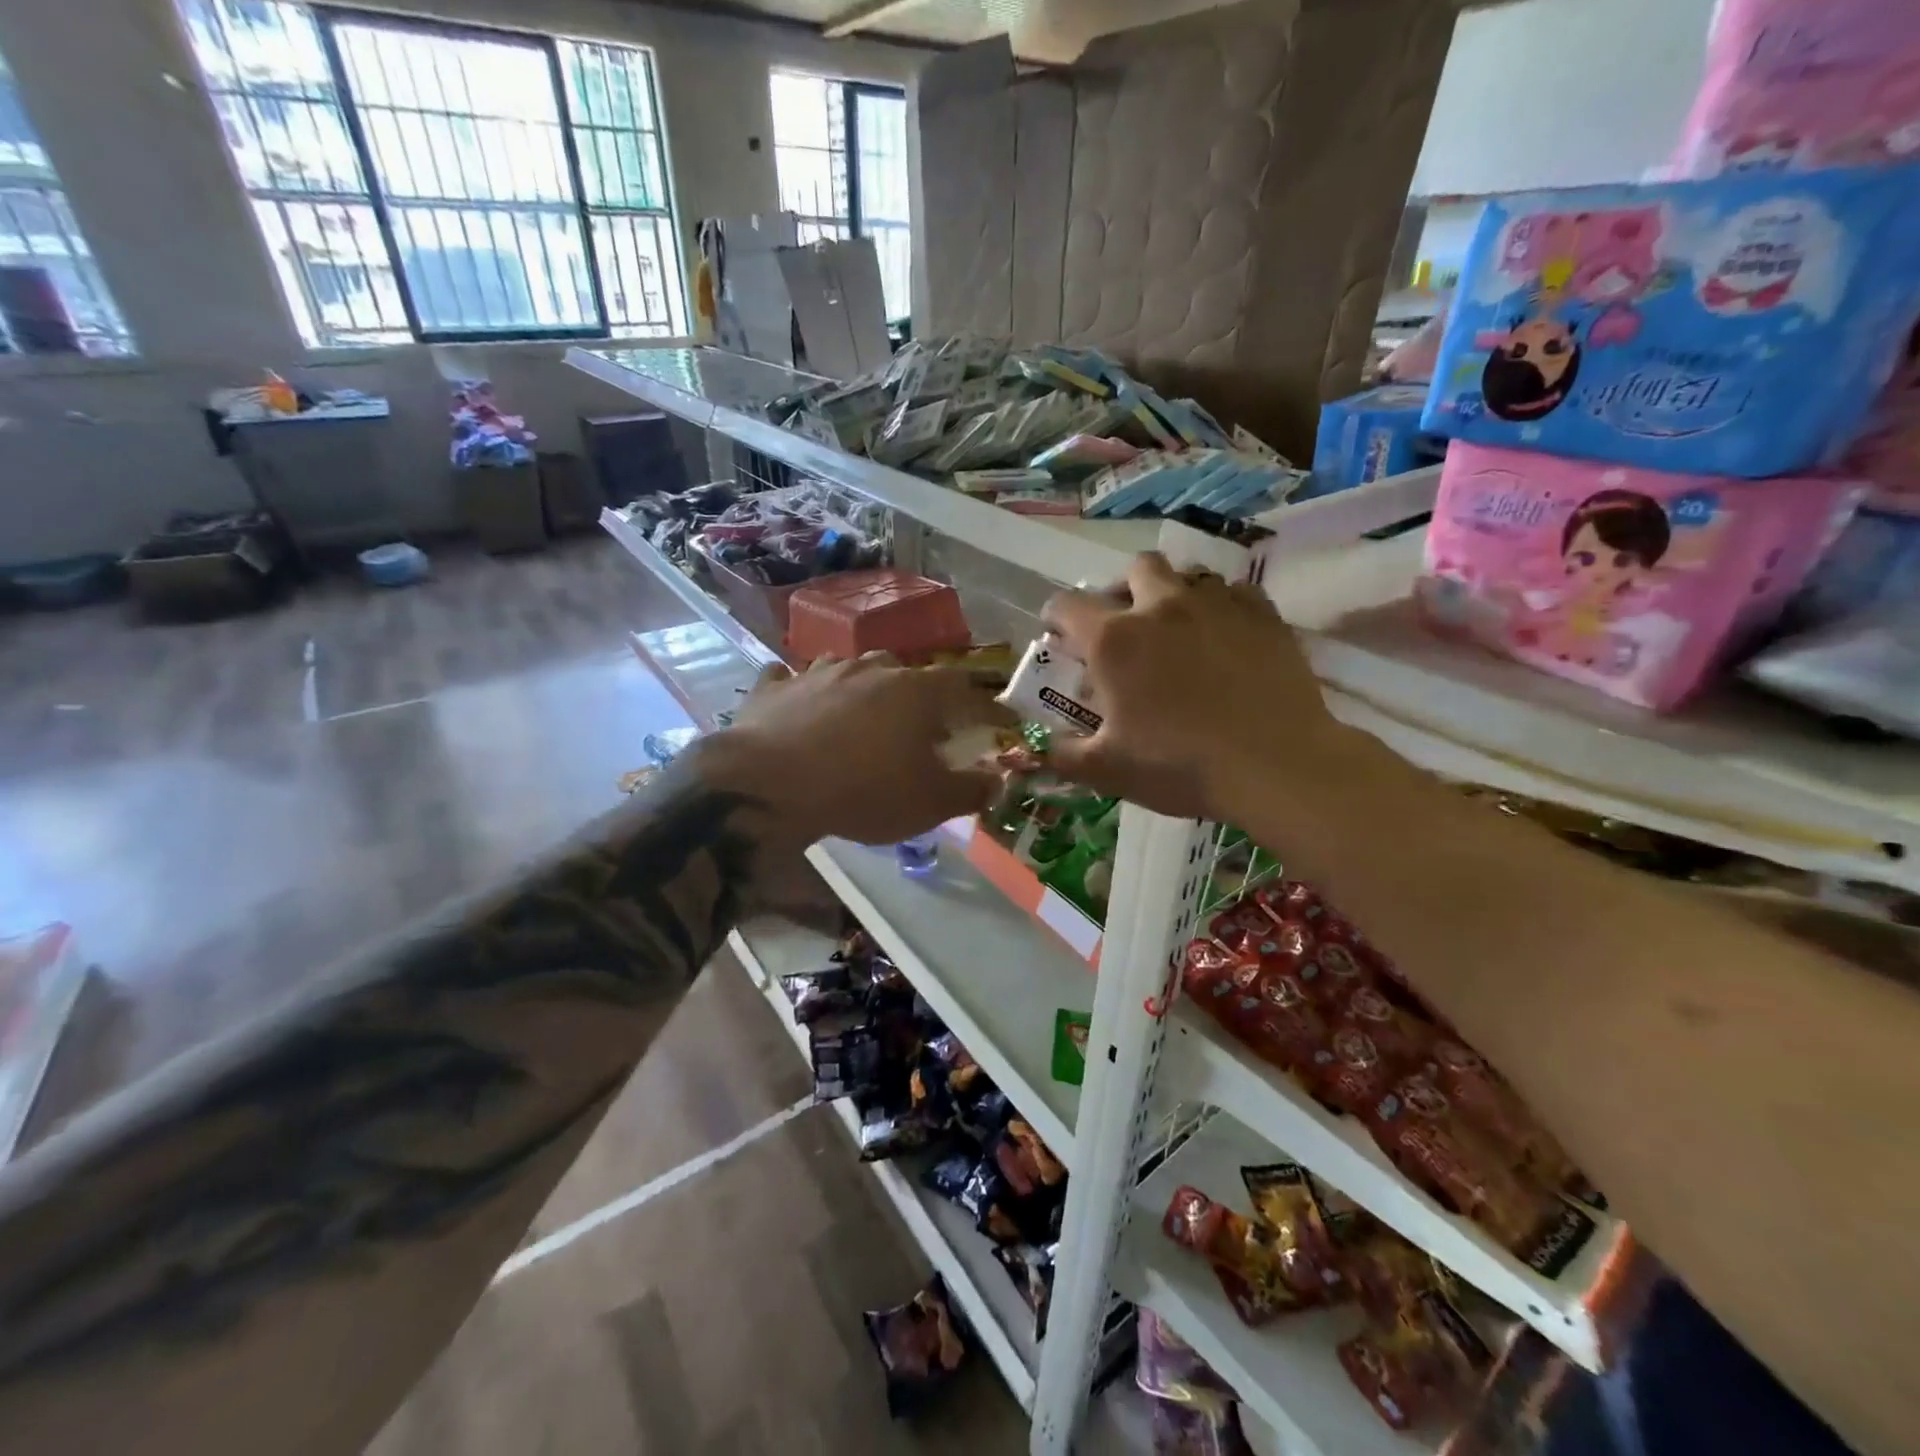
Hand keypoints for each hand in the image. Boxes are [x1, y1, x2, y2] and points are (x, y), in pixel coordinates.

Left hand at [695, 654, 1016, 845]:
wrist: (770, 785)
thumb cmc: (864, 791)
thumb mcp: (930, 803)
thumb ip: (970, 790)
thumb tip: (996, 780)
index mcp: (916, 691)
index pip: (963, 688)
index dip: (983, 706)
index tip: (996, 723)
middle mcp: (870, 670)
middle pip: (904, 671)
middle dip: (917, 694)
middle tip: (918, 724)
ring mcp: (818, 672)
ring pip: (850, 669)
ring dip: (862, 687)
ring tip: (861, 714)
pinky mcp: (775, 688)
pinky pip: (792, 680)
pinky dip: (800, 691)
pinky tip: (797, 703)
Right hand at [1040, 553, 1345, 820]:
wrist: (1275, 767)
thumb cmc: (1179, 766)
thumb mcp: (1107, 771)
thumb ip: (1063, 755)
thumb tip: (1041, 749)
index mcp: (1113, 639)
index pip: (1066, 604)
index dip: (1056, 619)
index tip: (1063, 640)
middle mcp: (1160, 606)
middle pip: (1135, 568)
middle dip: (1124, 589)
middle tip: (1128, 628)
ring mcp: (1217, 604)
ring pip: (1188, 574)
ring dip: (1175, 595)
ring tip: (1180, 632)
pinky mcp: (1263, 614)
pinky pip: (1235, 592)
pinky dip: (1223, 608)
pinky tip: (1226, 638)